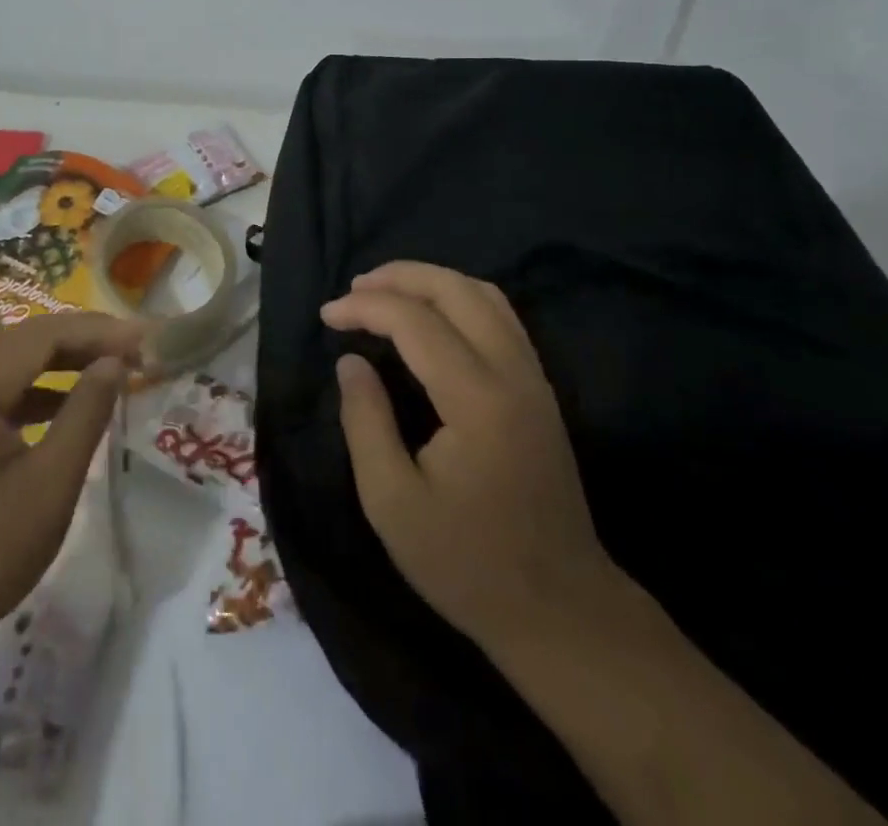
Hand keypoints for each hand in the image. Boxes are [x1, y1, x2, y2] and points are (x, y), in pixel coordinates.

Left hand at [0, 312, 141, 656]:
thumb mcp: (50, 485)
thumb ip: (86, 413)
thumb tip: (114, 362)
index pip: (45, 334)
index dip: (100, 330)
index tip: (147, 338)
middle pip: (28, 339)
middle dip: (85, 338)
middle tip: (138, 347)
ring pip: (14, 360)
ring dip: (64, 359)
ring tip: (114, 366)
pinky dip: (39, 386)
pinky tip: (70, 402)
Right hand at [324, 262, 618, 656]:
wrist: (560, 611)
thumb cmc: (467, 564)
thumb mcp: (392, 503)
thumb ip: (366, 421)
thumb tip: (350, 361)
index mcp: (476, 400)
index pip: (416, 322)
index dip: (365, 307)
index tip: (327, 315)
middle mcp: (513, 374)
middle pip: (457, 290)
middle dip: (400, 276)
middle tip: (354, 287)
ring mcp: (534, 379)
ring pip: (485, 295)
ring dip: (432, 281)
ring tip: (386, 291)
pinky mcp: (540, 391)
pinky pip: (501, 318)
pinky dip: (459, 299)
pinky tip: (432, 315)